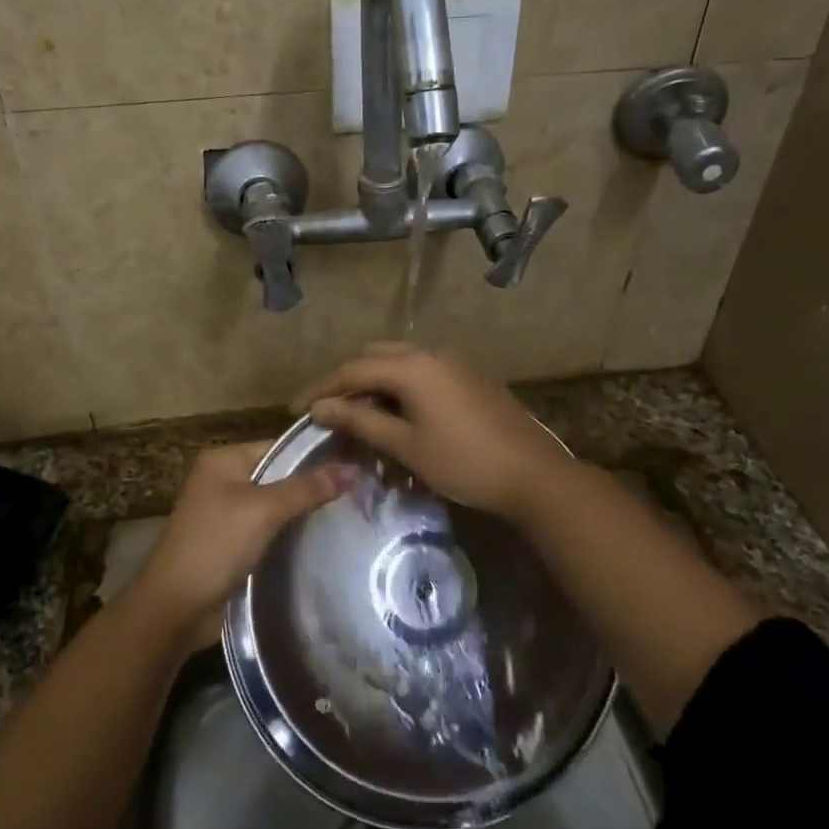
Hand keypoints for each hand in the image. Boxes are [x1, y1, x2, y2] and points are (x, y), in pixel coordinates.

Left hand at [131, 441, 354, 645]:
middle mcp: (222, 480)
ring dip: (302, 512)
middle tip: (358, 492)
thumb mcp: (264, 510)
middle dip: (312, 486)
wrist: (174, 608)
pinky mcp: (231, 544)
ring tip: (349, 514)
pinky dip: (289, 534)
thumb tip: (353, 469)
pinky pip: (267, 530)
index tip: (356, 464)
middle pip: (278, 476)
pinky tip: (321, 539)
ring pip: (274, 506)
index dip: (316, 456)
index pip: (280, 447)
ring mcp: (225, 514)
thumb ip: (307, 488)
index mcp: (224, 460)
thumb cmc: (216, 545)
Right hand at [296, 343, 571, 520]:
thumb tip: (320, 407)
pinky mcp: (468, 379)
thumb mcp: (406, 445)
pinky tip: (396, 416)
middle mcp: (430, 354)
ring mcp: (453, 364)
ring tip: (358, 416)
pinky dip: (399, 389)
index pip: (352, 369)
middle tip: (327, 410)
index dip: (321, 388)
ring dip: (374, 384)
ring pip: (399, 363)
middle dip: (347, 381)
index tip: (296, 409)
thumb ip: (360, 422)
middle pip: (374, 357)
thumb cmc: (464, 462)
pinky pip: (421, 374)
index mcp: (412, 366)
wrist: (533, 475)